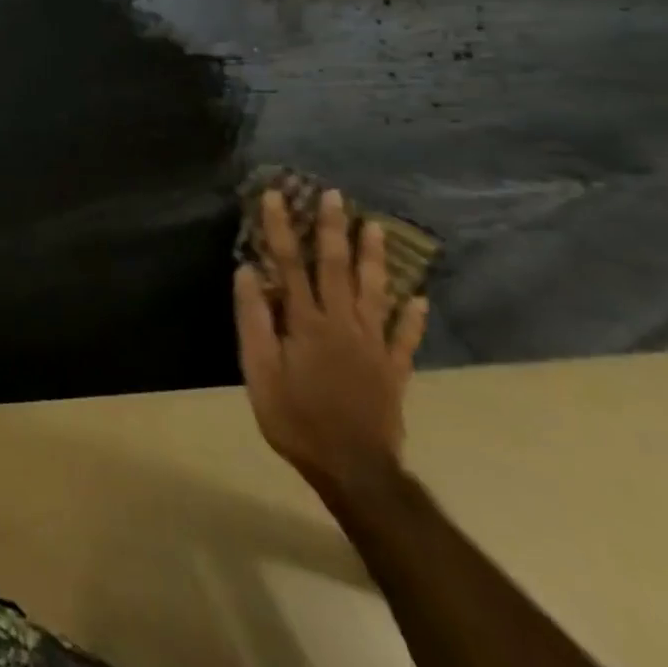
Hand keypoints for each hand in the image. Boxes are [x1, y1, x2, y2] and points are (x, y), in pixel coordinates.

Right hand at [235, 189, 428, 496]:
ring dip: (375, 258)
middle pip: (337, 267)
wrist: (354, 471)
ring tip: (377, 227)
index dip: (281, 227)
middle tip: (335, 195)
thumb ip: (254, 320)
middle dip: (333, 228)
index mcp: (307, 322)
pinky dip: (413, 316)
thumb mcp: (259, 371)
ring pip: (375, 292)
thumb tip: (248, 272)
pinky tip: (419, 298)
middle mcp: (343, 324)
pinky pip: (405, 337)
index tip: (275, 195)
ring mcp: (373, 346)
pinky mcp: (393, 370)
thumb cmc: (296, 419)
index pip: (291, 263)